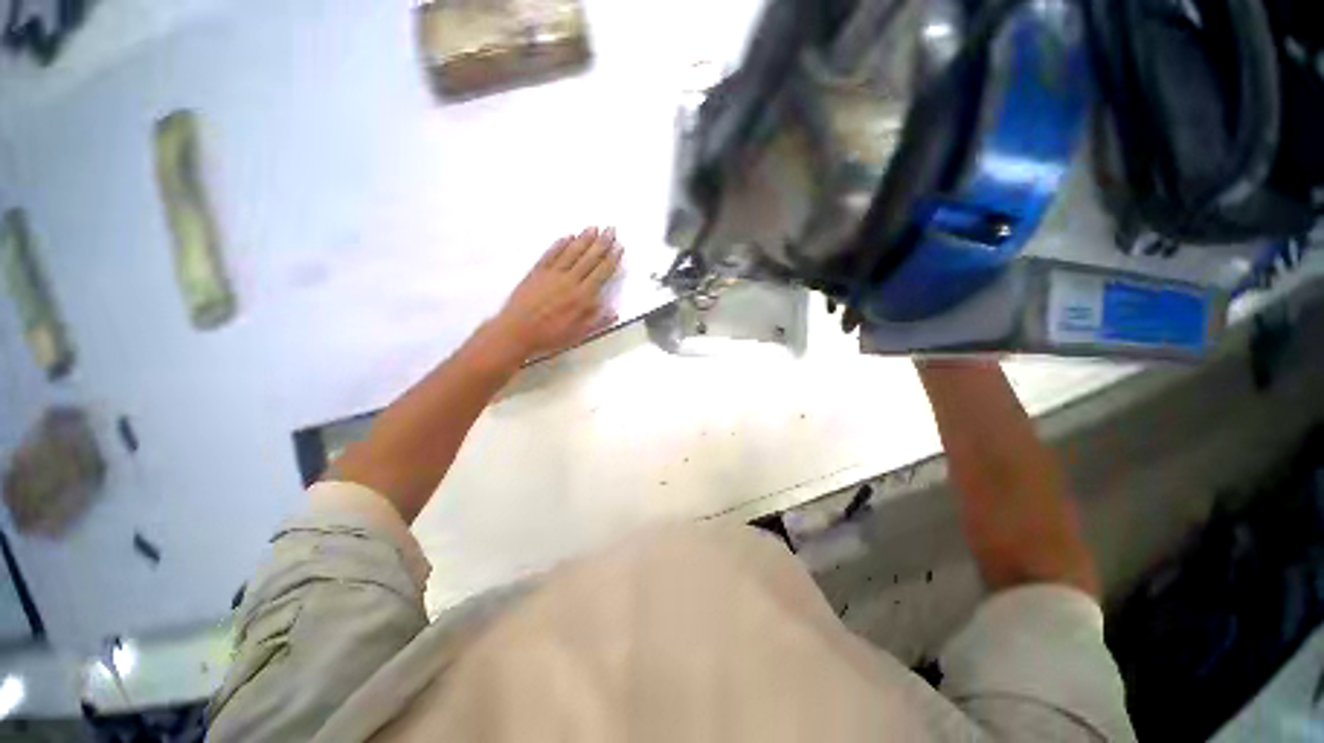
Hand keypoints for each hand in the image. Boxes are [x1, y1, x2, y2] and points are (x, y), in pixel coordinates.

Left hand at [485, 227, 622, 363]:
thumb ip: (598, 321)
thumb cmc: (550, 336)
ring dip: (584, 239)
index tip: (619, 247)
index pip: (601, 273)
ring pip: (571, 252)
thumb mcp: (579, 334)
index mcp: (582, 296)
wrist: (517, 331)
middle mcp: (570, 281)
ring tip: (594, 227)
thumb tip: (613, 309)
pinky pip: (551, 254)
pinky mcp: (537, 272)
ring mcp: (552, 274)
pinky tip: (567, 237)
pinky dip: (560, 244)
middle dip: (602, 242)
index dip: (612, 259)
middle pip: (589, 258)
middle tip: (611, 229)